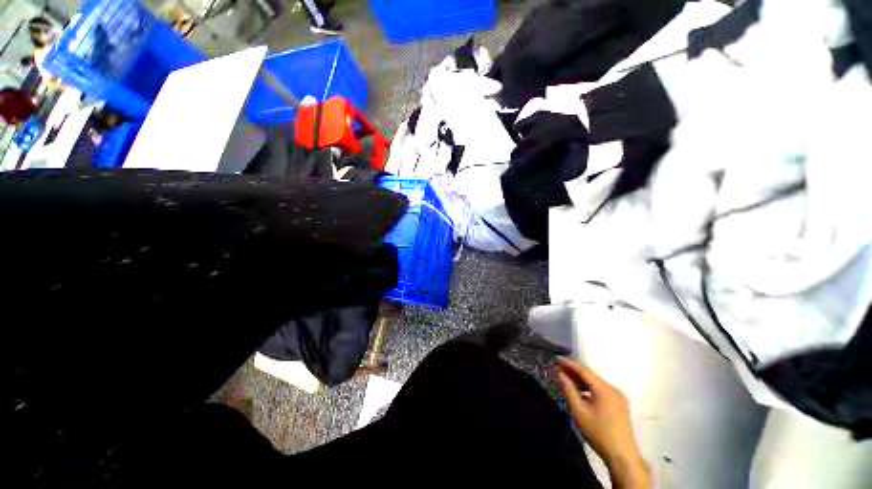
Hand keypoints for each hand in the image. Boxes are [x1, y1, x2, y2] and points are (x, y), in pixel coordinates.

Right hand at [556, 358, 650, 488]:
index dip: (569, 363)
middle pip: (590, 375)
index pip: (583, 370)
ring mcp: (618, 397)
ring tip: (566, 379)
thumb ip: (568, 390)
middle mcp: (613, 389)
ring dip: (581, 380)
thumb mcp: (578, 411)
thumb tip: (560, 374)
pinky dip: (589, 388)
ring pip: (596, 383)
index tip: (556, 359)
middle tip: (558, 368)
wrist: (623, 456)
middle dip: (574, 371)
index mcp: (603, 389)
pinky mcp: (619, 405)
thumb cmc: (598, 433)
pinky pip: (601, 390)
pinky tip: (580, 393)